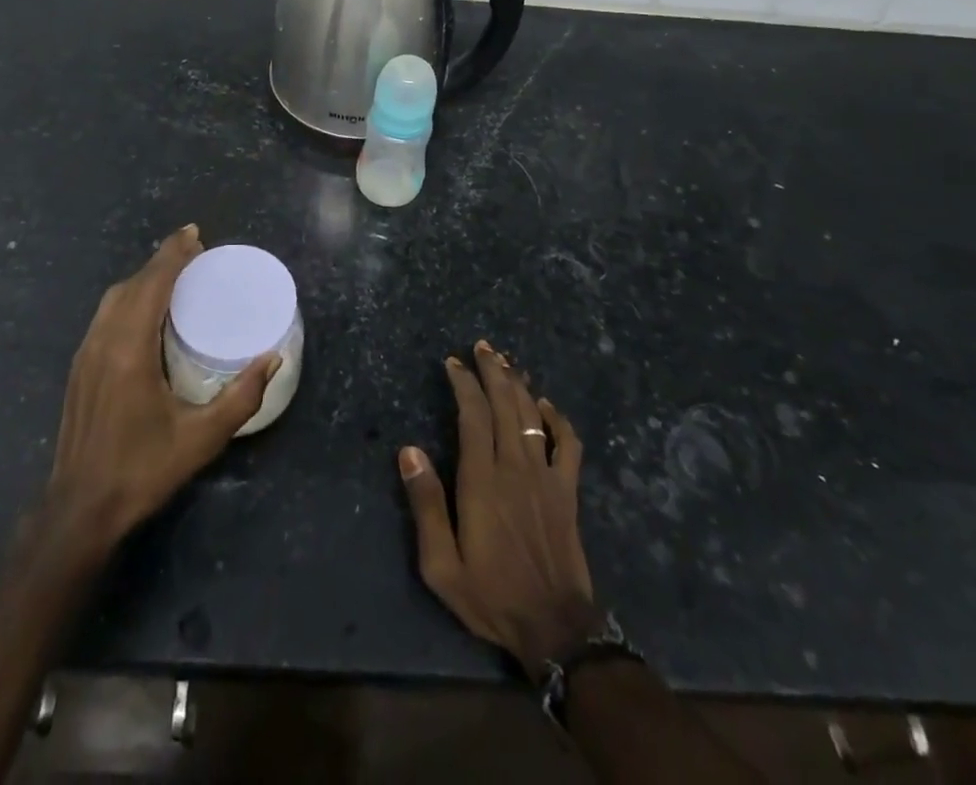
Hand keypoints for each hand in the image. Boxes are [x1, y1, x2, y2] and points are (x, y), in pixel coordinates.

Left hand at [46, 225, 277, 554]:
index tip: (194, 235)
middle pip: (132, 285)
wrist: (79, 510)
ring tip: (174, 273)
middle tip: (193, 250)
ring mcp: (85, 354)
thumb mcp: (201, 438)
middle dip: (162, 261)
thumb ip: (241, 396)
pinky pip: (106, 315)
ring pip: (114, 298)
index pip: (152, 285)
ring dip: (144, 278)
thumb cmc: (142, 471)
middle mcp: (103, 342)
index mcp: (130, 350)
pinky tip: (147, 309)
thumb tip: (273, 358)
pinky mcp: (79, 368)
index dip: (173, 255)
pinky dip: (130, 297)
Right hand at [399, 340, 601, 681]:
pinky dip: (557, 419)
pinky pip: (568, 443)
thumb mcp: (441, 564)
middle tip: (482, 346)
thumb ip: (425, 504)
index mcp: (482, 480)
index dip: (463, 382)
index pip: (472, 414)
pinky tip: (545, 405)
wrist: (555, 629)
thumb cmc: (491, 595)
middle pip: (504, 403)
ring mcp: (546, 476)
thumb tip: (408, 450)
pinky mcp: (567, 490)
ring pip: (532, 414)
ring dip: (518, 384)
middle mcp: (515, 466)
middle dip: (492, 370)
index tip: (452, 362)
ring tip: (505, 362)